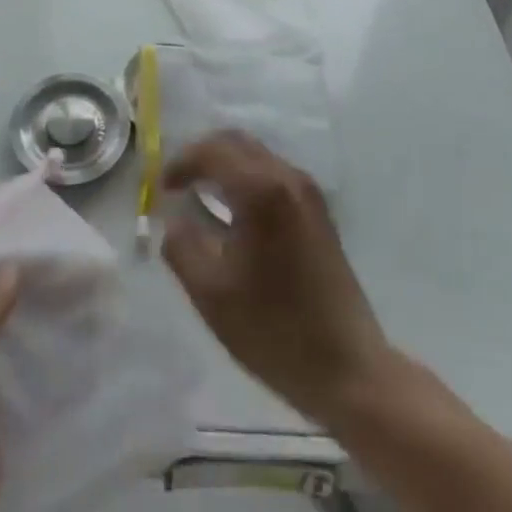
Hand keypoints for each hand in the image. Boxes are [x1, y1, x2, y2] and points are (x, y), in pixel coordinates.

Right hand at [161, 131, 390, 425]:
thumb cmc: (275, 329)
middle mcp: (286, 177)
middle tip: (179, 182)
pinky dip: (247, 177)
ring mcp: (308, 192)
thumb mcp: (211, 294)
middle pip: (236, 142)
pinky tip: (236, 211)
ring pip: (257, 155)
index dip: (181, 163)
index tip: (162, 188)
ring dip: (226, 164)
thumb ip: (181, 247)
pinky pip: (273, 173)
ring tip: (202, 194)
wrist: (349, 369)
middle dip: (202, 155)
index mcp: (260, 189)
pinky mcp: (319, 211)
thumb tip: (174, 219)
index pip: (211, 152)